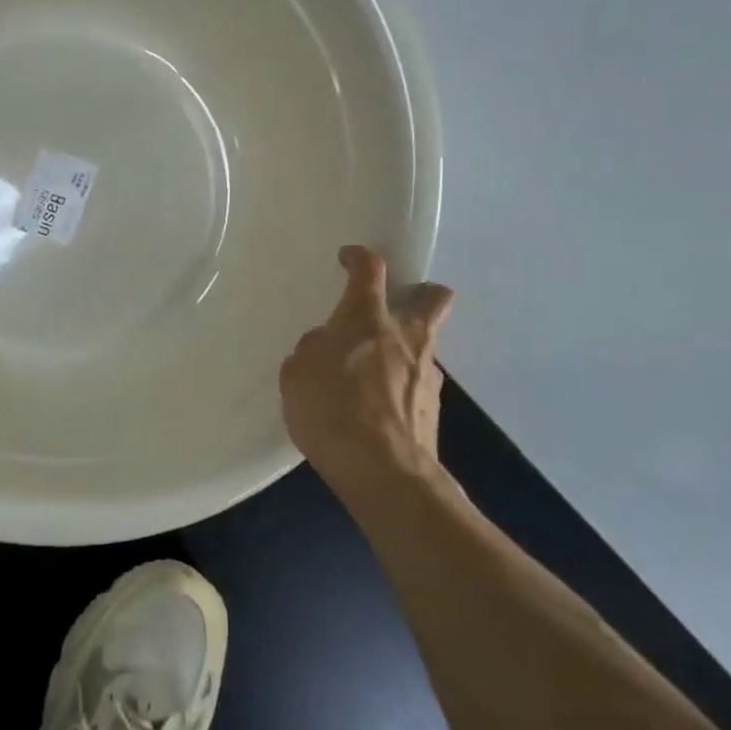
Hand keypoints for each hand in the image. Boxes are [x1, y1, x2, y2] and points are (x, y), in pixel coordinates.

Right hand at [279, 246, 453, 494]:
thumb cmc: (332, 410)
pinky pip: (417, 382)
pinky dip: (400, 386)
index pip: (370, 270)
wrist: (384, 472)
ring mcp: (427, 372)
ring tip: (372, 373)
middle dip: (420, 292)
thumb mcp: (297, 374)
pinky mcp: (433, 408)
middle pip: (433, 297)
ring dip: (405, 347)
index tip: (349, 258)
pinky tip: (377, 407)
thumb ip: (312, 350)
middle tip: (394, 306)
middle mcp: (405, 336)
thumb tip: (327, 346)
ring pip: (425, 344)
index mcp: (366, 319)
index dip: (359, 257)